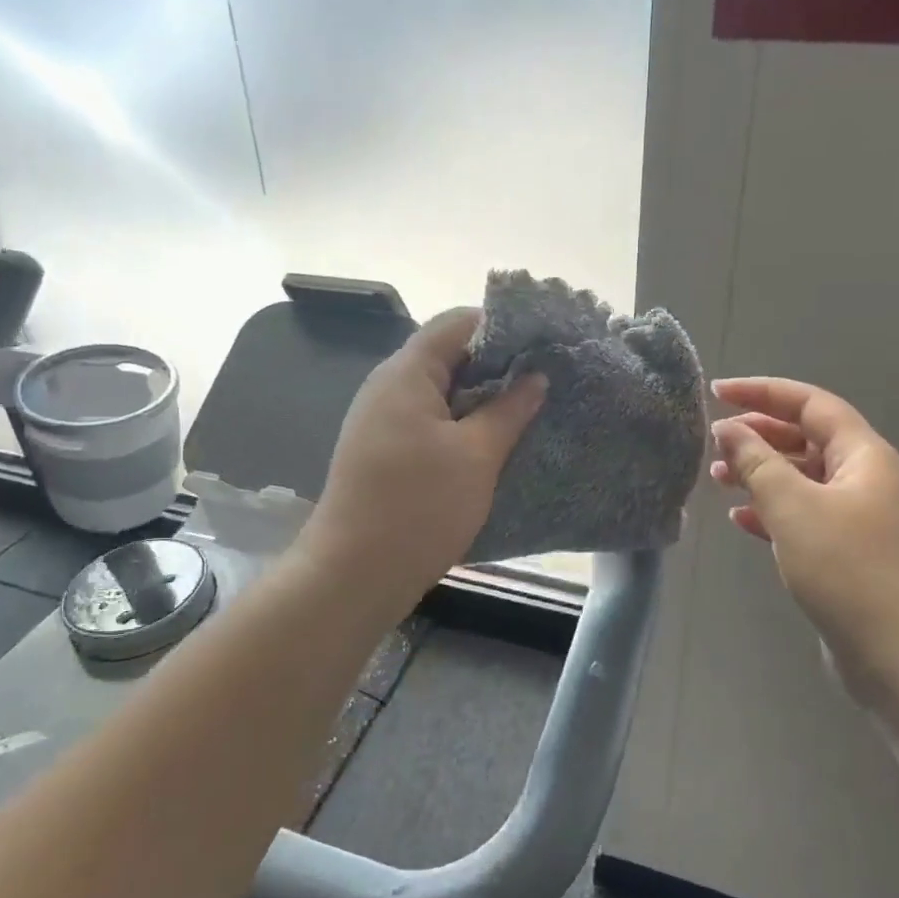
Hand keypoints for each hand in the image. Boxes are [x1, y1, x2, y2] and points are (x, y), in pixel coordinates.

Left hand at [303, 309, 546, 610]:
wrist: (354, 575)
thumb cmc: (419, 507)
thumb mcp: (476, 456)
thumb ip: (509, 410)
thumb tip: (535, 376)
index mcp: (407, 373)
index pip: (457, 323)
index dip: (502, 326)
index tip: (543, 344)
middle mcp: (389, 386)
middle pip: (448, 354)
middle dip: (497, 364)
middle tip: (544, 380)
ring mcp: (382, 420)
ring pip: (441, 391)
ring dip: (481, 398)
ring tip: (527, 410)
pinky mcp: (384, 450)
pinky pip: (430, 421)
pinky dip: (462, 424)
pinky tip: (493, 442)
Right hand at [709, 377, 898, 700]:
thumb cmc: (848, 570)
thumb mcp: (793, 508)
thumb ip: (757, 463)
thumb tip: (729, 430)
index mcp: (864, 456)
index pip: (811, 404)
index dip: (762, 392)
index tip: (718, 393)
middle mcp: (866, 479)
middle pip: (807, 438)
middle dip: (759, 435)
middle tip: (714, 442)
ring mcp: (860, 518)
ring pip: (803, 479)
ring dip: (761, 474)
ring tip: (718, 480)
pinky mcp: (849, 553)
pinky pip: (805, 516)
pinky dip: (772, 511)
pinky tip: (741, 521)